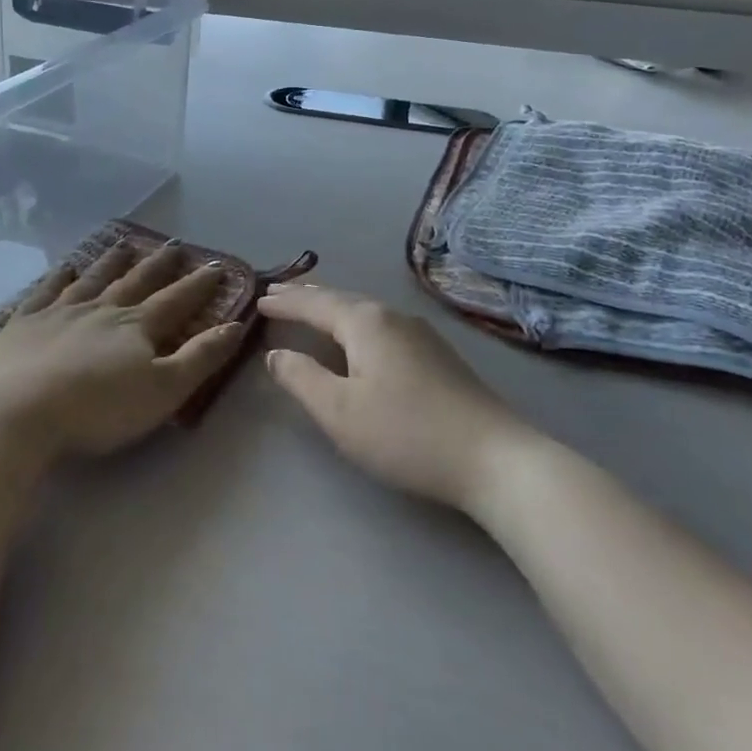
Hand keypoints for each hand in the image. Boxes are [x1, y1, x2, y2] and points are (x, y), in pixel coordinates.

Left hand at [0, 241, 240, 460]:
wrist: (20, 412)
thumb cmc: (98, 408)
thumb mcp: (163, 390)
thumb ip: (200, 357)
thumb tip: (235, 325)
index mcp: (136, 327)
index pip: (175, 301)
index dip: (198, 285)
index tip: (216, 267)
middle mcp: (101, 309)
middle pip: (135, 282)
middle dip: (158, 265)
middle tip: (173, 245)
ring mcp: (59, 312)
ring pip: (92, 279)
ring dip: (111, 262)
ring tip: (125, 244)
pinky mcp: (24, 324)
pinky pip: (45, 292)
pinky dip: (57, 277)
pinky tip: (64, 266)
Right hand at [260, 284, 529, 509]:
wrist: (493, 457)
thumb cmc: (406, 433)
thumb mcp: (340, 411)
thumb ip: (302, 378)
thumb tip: (275, 354)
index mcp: (364, 322)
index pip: (313, 303)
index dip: (284, 302)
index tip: (258, 299)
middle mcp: (391, 316)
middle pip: (340, 298)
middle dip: (306, 296)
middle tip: (277, 293)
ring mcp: (419, 332)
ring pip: (363, 310)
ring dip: (332, 307)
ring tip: (310, 307)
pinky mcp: (437, 352)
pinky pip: (381, 324)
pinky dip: (354, 322)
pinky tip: (357, 336)